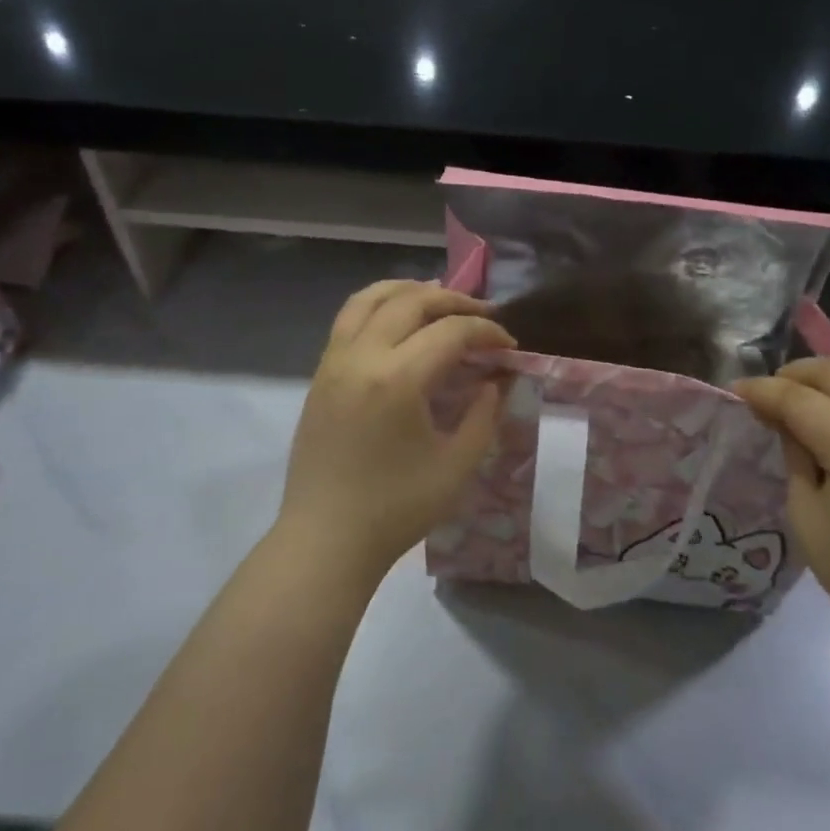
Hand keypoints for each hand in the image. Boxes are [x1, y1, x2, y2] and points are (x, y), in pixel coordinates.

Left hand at [276, 280, 514, 582]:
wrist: (325, 539)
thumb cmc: (396, 509)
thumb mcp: (456, 466)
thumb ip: (483, 416)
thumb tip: (496, 381)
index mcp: (397, 380)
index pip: (450, 332)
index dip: (487, 331)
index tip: (510, 344)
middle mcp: (361, 357)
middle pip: (410, 302)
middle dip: (454, 301)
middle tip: (483, 316)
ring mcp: (333, 363)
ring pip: (368, 299)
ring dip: (409, 291)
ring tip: (439, 301)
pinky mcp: (319, 376)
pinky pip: (348, 320)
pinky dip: (379, 307)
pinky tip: (400, 324)